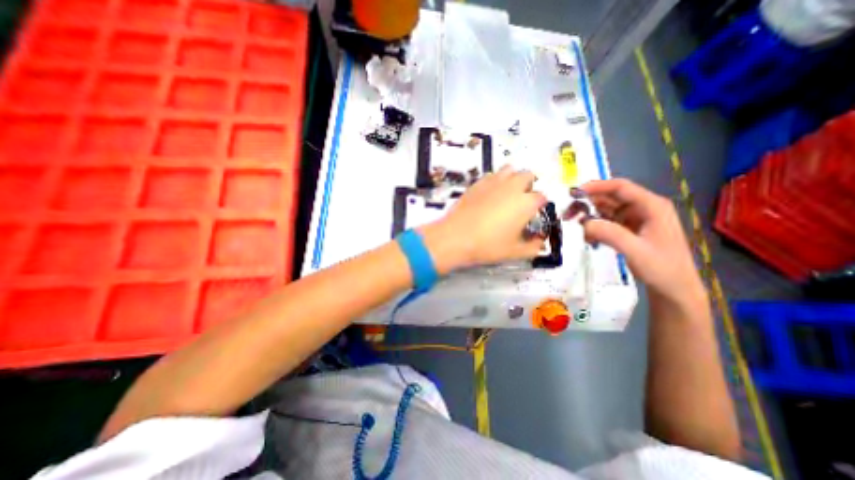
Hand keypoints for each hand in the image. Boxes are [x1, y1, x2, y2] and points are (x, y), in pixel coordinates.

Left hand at [421, 165, 546, 272]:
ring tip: (506, 193)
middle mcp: (512, 187)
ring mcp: (493, 182)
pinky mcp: (477, 183)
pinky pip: (491, 175)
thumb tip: (539, 243)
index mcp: (526, 202)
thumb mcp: (514, 252)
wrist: (456, 237)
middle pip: (527, 176)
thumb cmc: (488, 245)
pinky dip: (495, 181)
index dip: (539, 206)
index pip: (541, 197)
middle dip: (528, 185)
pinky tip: (488, 194)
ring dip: (512, 178)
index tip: (533, 214)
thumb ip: (533, 247)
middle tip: (521, 201)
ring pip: (509, 170)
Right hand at [581, 178, 709, 305]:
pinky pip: (606, 221)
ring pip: (606, 209)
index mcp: (651, 206)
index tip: (573, 193)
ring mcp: (635, 219)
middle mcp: (643, 208)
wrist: (674, 289)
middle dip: (587, 202)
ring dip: (588, 213)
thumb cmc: (662, 268)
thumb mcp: (636, 251)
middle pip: (610, 197)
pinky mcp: (628, 229)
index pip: (621, 187)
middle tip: (567, 212)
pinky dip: (594, 225)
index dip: (596, 187)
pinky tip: (586, 235)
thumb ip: (610, 234)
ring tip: (571, 222)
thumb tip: (583, 222)